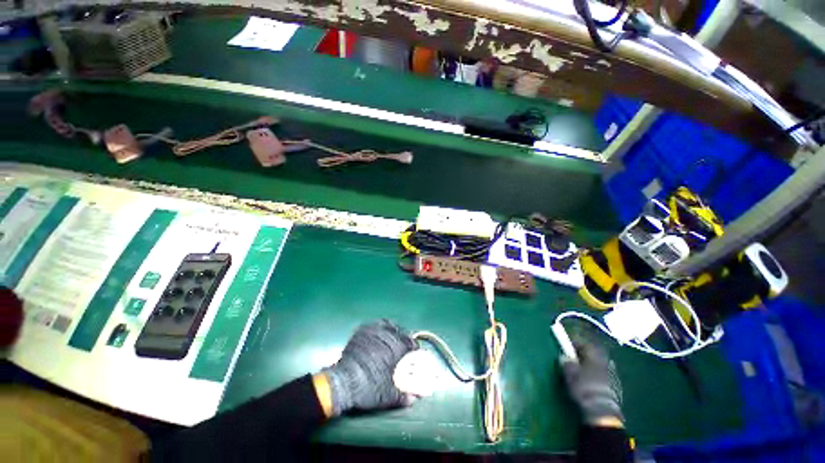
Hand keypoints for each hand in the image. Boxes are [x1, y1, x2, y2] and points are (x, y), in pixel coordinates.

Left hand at [321, 319, 416, 416]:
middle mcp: (387, 335)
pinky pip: (376, 324)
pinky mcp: (362, 331)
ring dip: (393, 331)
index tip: (414, 352)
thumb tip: (414, 398)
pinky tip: (379, 335)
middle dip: (404, 338)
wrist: (343, 382)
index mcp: (396, 348)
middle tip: (403, 347)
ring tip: (393, 338)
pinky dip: (381, 328)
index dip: (414, 348)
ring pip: (389, 325)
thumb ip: (403, 396)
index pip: (411, 343)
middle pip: (401, 332)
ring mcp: (373, 331)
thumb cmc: (369, 388)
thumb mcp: (388, 397)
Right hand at [560, 341, 623, 426]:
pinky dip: (597, 375)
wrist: (602, 411)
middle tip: (574, 358)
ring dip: (591, 365)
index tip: (566, 346)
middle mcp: (605, 362)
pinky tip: (591, 382)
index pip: (584, 344)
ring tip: (582, 370)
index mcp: (594, 356)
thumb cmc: (583, 388)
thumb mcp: (570, 374)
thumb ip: (566, 363)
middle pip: (594, 353)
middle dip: (584, 354)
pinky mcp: (616, 386)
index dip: (574, 343)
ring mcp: (613, 375)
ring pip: (600, 364)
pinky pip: (604, 375)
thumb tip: (564, 357)